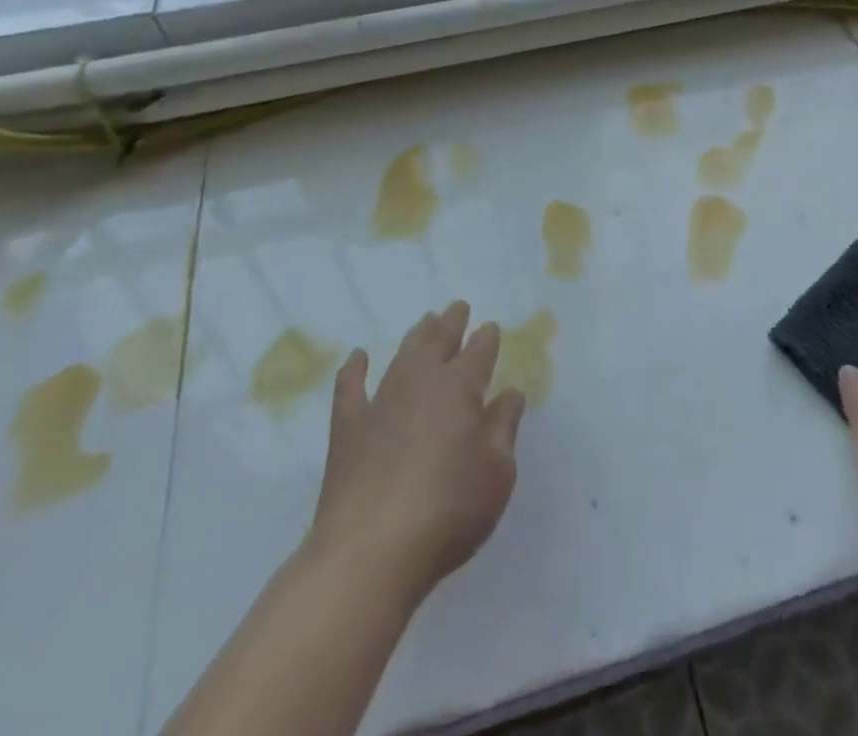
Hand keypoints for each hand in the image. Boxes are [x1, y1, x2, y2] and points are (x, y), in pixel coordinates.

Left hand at [305, 301, 526, 604]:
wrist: (370, 552)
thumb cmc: (449, 511)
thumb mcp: (497, 473)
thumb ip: (504, 427)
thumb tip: (510, 392)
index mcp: (461, 388)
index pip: (478, 352)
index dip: (486, 338)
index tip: (490, 327)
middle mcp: (421, 383)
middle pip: (439, 342)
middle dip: (451, 322)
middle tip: (457, 306)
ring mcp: (381, 402)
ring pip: (403, 355)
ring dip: (416, 336)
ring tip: (425, 321)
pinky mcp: (347, 428)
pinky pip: (350, 388)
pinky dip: (354, 369)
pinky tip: (358, 356)